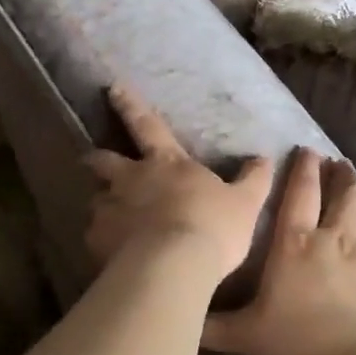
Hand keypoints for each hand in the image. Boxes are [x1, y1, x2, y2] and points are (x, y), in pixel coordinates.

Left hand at [84, 85, 273, 284]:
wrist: (173, 267)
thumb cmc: (213, 227)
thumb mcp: (245, 203)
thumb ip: (253, 180)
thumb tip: (263, 158)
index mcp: (166, 163)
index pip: (147, 124)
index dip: (130, 104)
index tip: (113, 87)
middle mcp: (131, 180)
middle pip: (104, 160)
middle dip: (97, 158)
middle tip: (92, 160)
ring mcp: (110, 209)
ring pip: (96, 200)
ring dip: (103, 204)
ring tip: (109, 219)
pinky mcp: (97, 241)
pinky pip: (95, 236)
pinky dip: (102, 240)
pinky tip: (111, 253)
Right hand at [202, 148, 355, 354]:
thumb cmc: (294, 344)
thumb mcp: (241, 335)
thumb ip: (211, 324)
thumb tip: (180, 319)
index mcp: (296, 243)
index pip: (300, 193)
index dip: (304, 169)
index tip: (308, 151)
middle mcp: (337, 237)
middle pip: (345, 194)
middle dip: (344, 175)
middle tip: (343, 164)